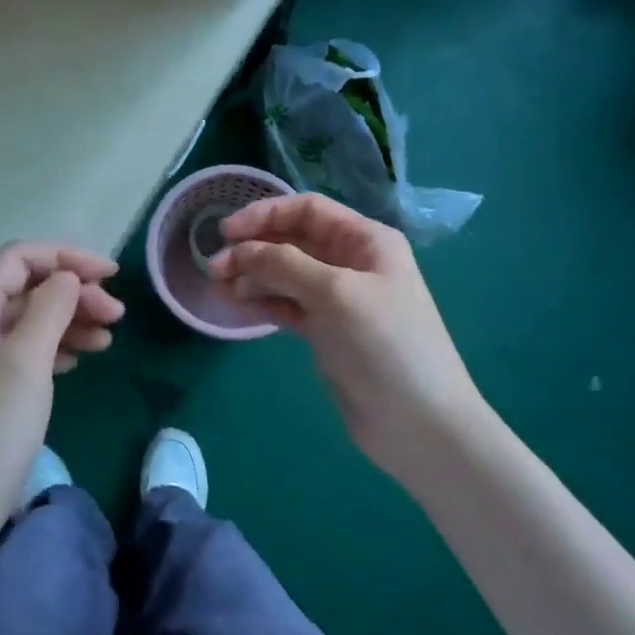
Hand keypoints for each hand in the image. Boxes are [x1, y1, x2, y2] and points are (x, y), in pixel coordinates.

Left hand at [0, 243, 121, 561]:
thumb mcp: (26, 363)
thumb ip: (50, 308)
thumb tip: (66, 278)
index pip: (20, 258)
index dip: (68, 258)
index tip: (113, 276)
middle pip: (24, 289)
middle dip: (73, 293)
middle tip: (117, 318)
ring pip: (23, 321)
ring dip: (66, 322)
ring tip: (106, 342)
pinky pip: (18, 352)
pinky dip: (50, 349)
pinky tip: (74, 362)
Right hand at [209, 195, 483, 481]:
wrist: (419, 424)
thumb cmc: (384, 345)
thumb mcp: (334, 293)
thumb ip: (283, 263)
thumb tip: (239, 251)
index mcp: (366, 240)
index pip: (307, 210)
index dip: (265, 215)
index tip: (226, 232)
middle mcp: (354, 263)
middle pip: (294, 241)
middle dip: (254, 248)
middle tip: (215, 269)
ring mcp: (341, 299)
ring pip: (287, 274)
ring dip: (254, 275)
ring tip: (222, 288)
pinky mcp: (329, 332)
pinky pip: (290, 305)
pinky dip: (265, 302)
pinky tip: (241, 306)